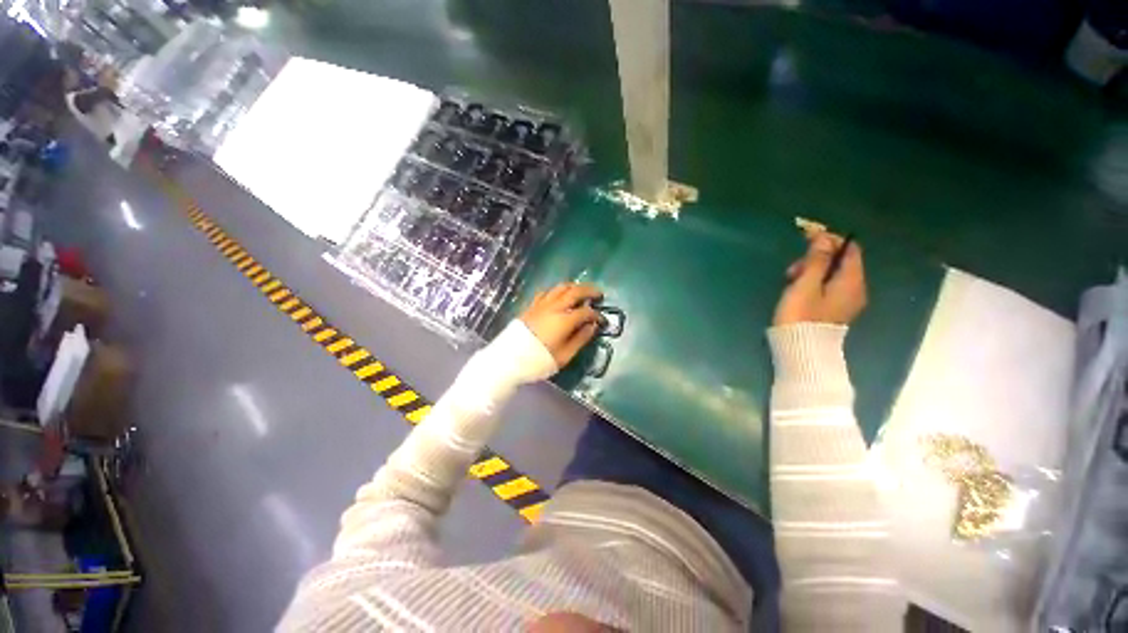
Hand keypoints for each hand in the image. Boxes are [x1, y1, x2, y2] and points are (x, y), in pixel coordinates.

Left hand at [521, 283, 602, 366]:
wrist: (509, 359)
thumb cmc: (539, 360)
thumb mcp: (564, 356)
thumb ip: (580, 339)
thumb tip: (592, 326)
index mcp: (564, 320)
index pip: (586, 312)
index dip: (597, 315)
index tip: (602, 320)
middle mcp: (554, 307)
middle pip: (575, 291)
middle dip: (589, 291)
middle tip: (599, 294)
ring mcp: (541, 304)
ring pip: (560, 287)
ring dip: (574, 286)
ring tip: (581, 290)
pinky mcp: (532, 306)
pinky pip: (547, 292)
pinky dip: (557, 290)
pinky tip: (559, 295)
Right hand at [774, 232, 866, 325]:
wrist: (799, 349)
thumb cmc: (801, 315)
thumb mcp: (806, 284)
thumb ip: (816, 260)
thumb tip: (823, 237)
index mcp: (851, 281)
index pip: (849, 249)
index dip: (830, 240)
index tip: (806, 239)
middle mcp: (855, 289)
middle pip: (840, 261)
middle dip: (816, 259)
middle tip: (793, 269)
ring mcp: (846, 301)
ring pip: (832, 274)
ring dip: (812, 271)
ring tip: (790, 280)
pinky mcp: (835, 309)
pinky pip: (828, 287)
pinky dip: (814, 283)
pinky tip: (797, 290)